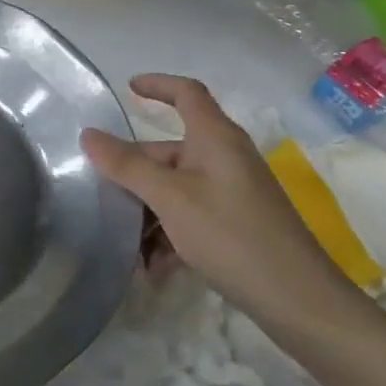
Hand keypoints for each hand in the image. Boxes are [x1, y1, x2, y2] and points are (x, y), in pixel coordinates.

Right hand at [82, 74, 358, 325]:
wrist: (297, 299)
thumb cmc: (230, 234)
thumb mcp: (170, 198)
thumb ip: (127, 166)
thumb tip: (88, 134)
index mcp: (215, 138)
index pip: (187, 93)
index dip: (158, 85)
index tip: (128, 88)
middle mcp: (225, 157)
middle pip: (170, 150)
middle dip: (135, 173)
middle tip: (100, 195)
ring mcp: (233, 191)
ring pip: (176, 188)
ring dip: (148, 212)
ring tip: (123, 244)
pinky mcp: (237, 223)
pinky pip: (191, 215)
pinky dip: (169, 234)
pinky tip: (152, 268)